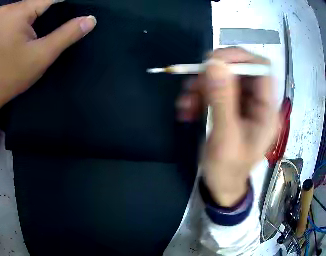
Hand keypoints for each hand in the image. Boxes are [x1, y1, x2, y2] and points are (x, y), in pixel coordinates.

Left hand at [0, 0, 96, 133]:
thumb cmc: (13, 74)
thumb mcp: (44, 54)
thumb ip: (68, 33)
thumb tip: (91, 19)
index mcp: (15, 13)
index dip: (64, 2)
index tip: (77, 6)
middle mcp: (2, 10)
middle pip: (34, 2)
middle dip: (50, 7)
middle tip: (64, 16)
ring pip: (22, 7)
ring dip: (37, 12)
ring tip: (48, 23)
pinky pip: (12, 14)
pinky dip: (24, 16)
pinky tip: (28, 28)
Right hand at [177, 47, 278, 206]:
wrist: (220, 186)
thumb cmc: (227, 171)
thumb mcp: (225, 139)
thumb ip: (222, 101)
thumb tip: (214, 63)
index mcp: (267, 111)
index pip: (261, 68)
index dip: (239, 58)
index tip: (213, 62)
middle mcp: (259, 103)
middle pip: (240, 70)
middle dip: (214, 74)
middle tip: (194, 84)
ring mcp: (245, 104)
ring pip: (225, 78)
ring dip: (203, 85)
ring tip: (186, 102)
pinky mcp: (232, 107)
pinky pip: (216, 89)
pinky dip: (200, 95)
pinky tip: (188, 108)